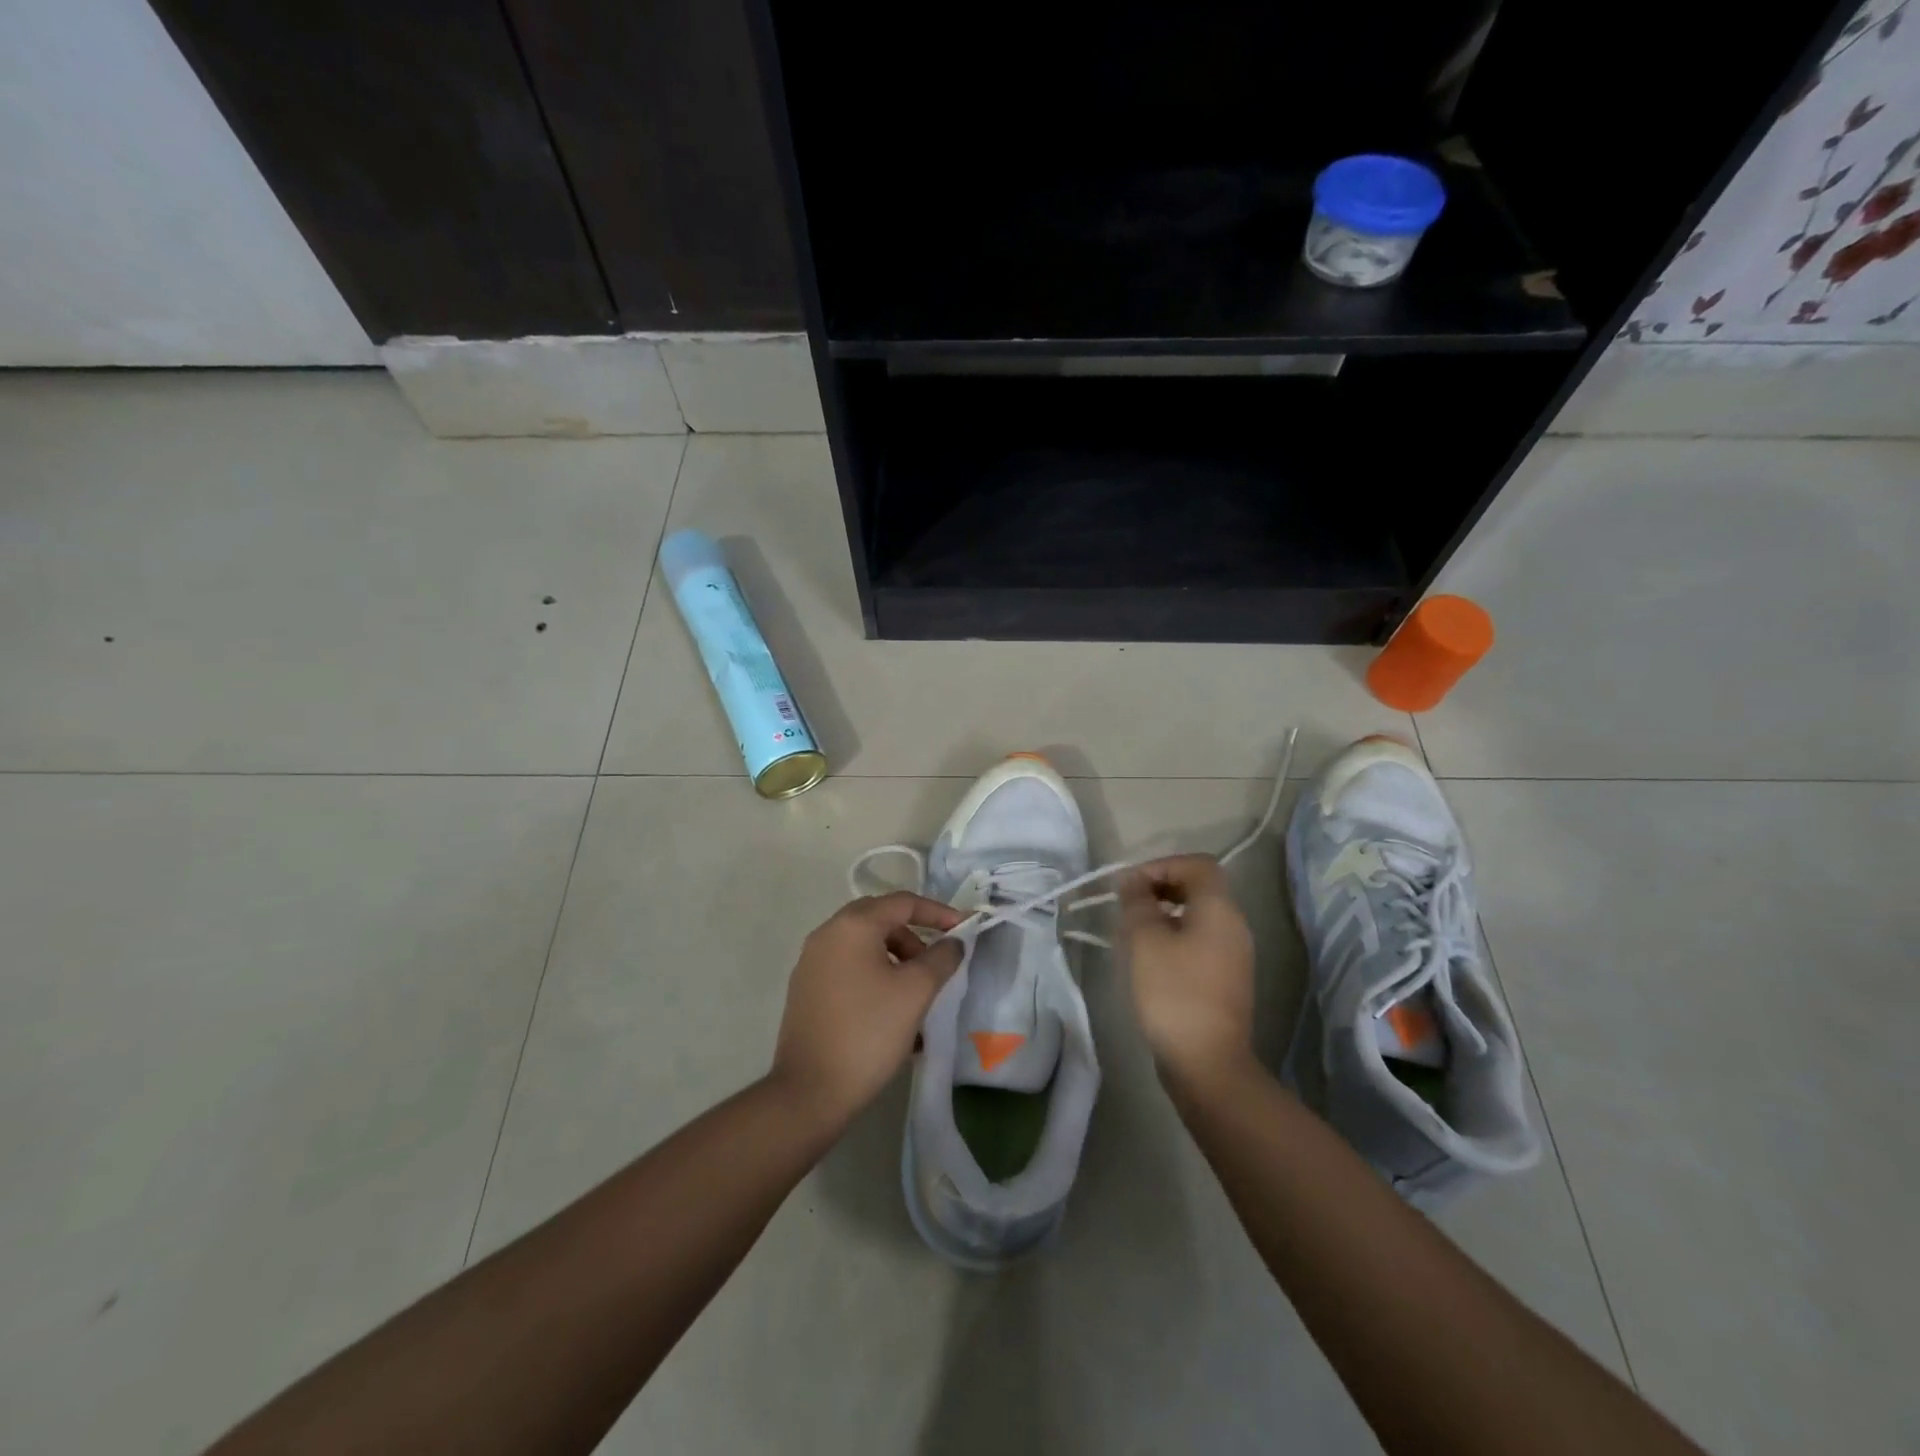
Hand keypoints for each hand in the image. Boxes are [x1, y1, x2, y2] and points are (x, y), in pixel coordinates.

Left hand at [770, 891, 964, 1127]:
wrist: (810, 1091)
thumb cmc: (869, 1032)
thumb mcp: (916, 992)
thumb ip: (941, 958)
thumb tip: (953, 942)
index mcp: (852, 926)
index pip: (903, 903)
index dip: (938, 912)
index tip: (965, 929)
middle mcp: (826, 934)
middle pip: (880, 919)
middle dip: (914, 936)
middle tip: (936, 963)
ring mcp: (811, 962)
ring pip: (863, 945)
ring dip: (895, 959)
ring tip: (916, 994)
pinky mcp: (805, 990)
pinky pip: (848, 968)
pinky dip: (874, 976)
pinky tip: (890, 1012)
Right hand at [1120, 855, 1257, 1090]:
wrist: (1207, 1062)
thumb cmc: (1173, 992)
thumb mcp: (1144, 940)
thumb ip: (1137, 903)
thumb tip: (1132, 882)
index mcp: (1219, 909)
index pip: (1197, 864)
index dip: (1161, 865)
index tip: (1130, 886)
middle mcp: (1234, 926)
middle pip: (1199, 888)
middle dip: (1160, 888)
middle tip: (1128, 905)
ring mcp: (1234, 955)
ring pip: (1197, 916)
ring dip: (1164, 914)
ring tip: (1132, 932)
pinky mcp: (1226, 980)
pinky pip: (1199, 941)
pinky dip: (1174, 937)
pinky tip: (1148, 959)